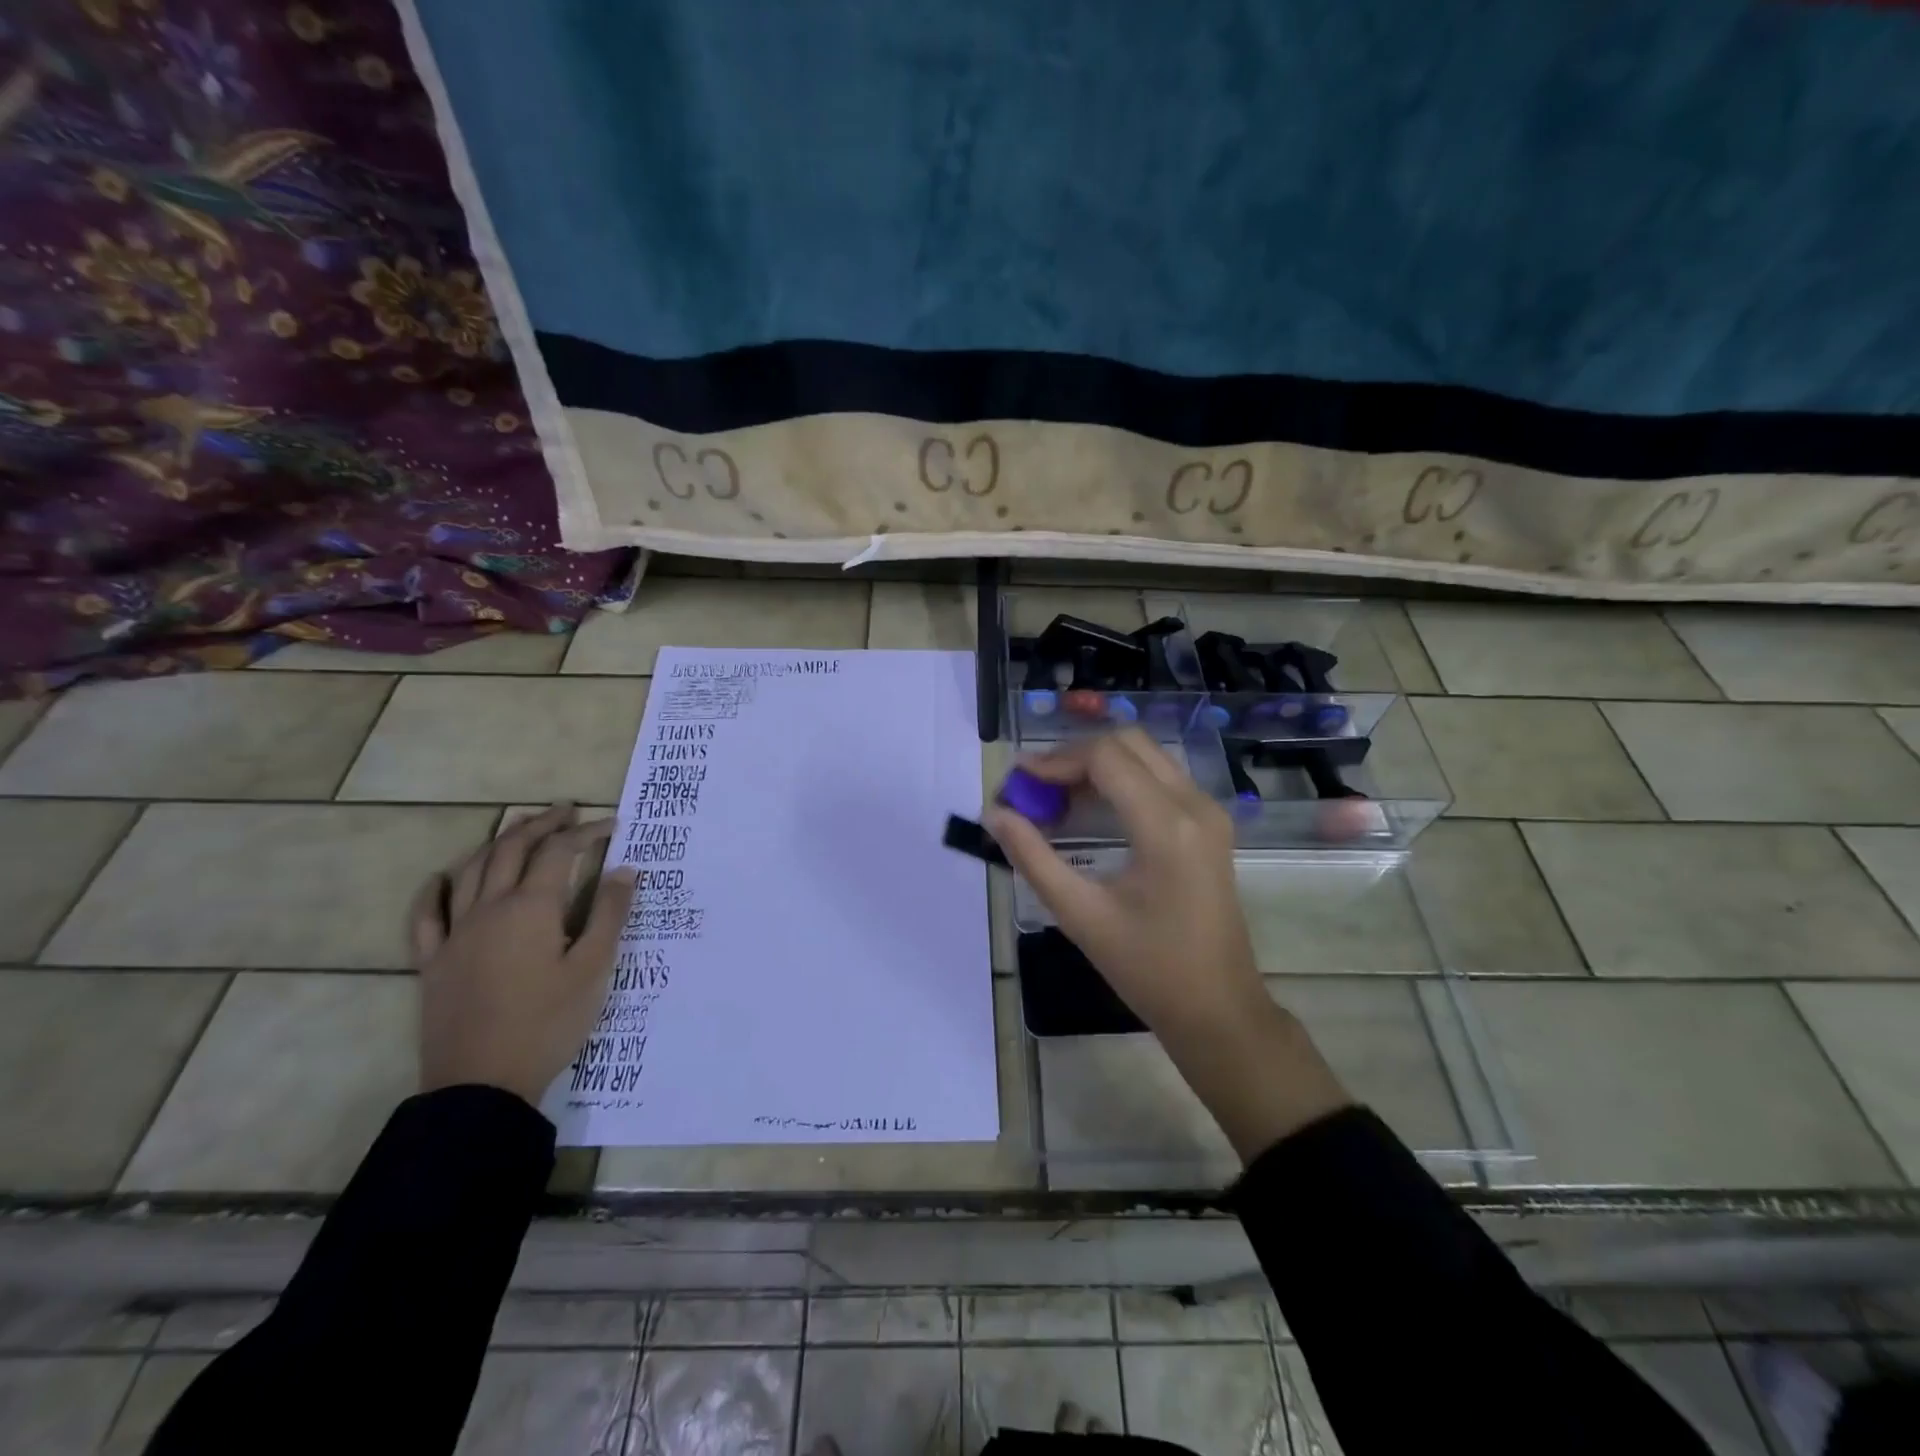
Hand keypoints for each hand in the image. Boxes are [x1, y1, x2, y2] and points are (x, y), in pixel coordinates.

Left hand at [411, 804, 635, 1107]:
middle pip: (512, 849)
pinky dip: (435, 890)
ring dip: (499, 843)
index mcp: (531, 908)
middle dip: (541, 824)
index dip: (586, 833)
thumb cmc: (548, 1023)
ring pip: (472, 870)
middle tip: (567, 811)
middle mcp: (489, 909)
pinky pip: (426, 916)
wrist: (482, 1084)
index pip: (560, 852)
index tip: (611, 825)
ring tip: (520, 829)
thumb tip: (624, 869)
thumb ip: (609, 914)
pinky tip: (442, 878)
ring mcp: (455, 934)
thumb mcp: (594, 969)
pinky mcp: (433, 962)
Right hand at [984, 730, 1348, 1158]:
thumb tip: (994, 815)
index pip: (1105, 757)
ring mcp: (1209, 812)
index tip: (1017, 783)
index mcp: (1166, 825)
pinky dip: (1120, 780)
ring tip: (1054, 799)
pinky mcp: (1210, 824)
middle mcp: (1195, 804)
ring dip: (1097, 765)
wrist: (1219, 1010)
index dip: (1055, 761)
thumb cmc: (1149, 970)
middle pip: (1127, 743)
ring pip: (1145, 755)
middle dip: (1074, 756)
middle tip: (1034, 789)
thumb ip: (1032, 858)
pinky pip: (1160, 777)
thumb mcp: (1081, 915)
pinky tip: (1089, 810)